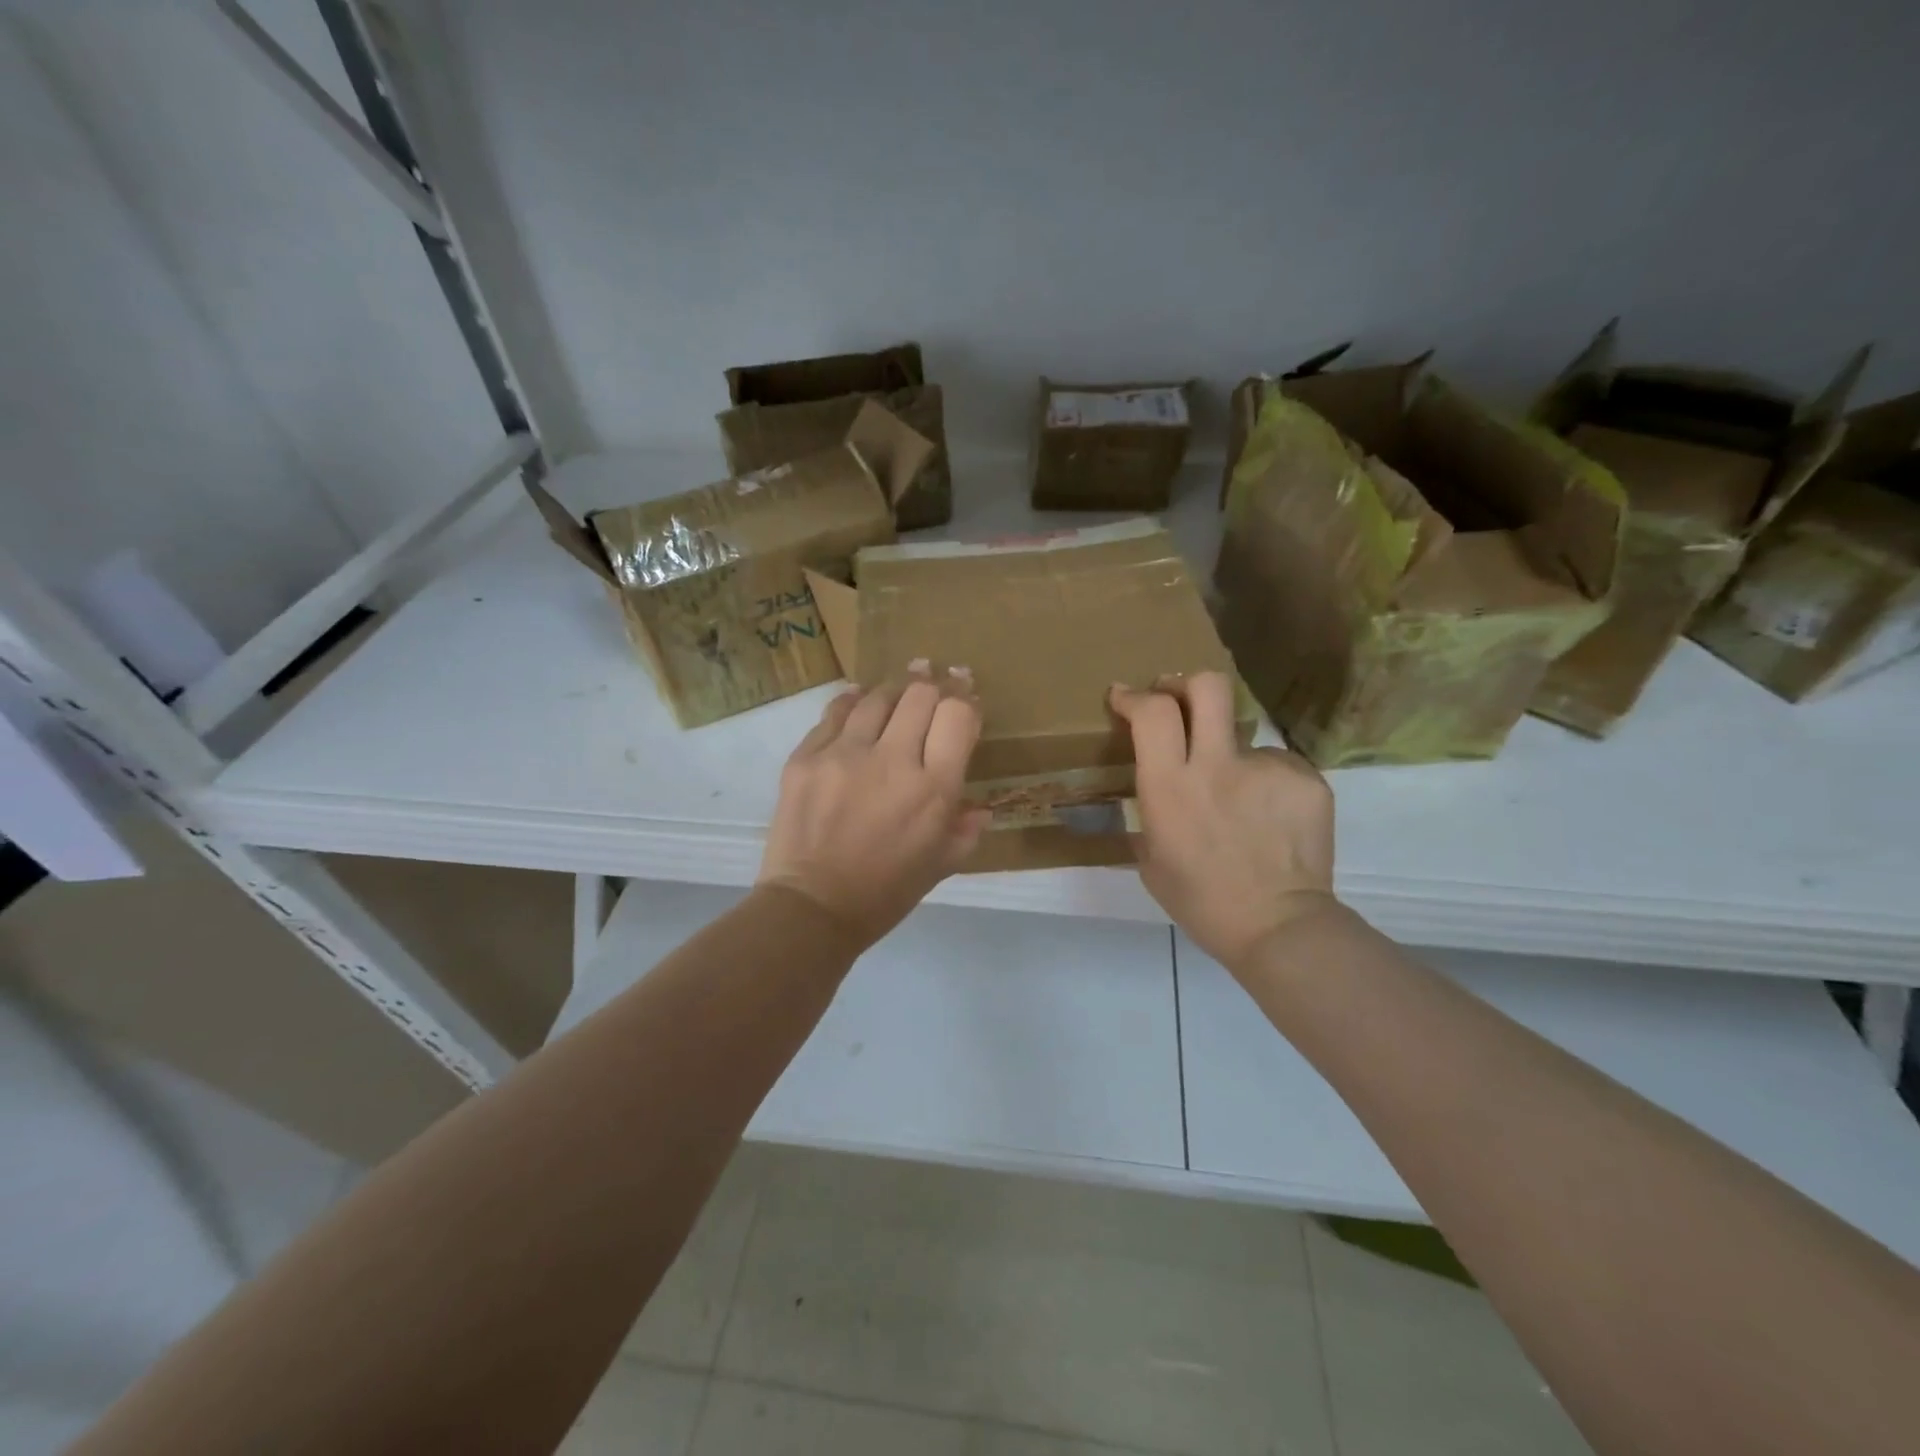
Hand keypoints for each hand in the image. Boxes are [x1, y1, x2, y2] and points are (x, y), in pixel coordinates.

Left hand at [759, 667, 988, 948]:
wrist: (811, 908)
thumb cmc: (885, 893)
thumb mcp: (940, 866)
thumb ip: (965, 830)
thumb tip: (982, 807)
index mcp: (934, 790)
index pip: (958, 716)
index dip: (966, 700)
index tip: (966, 698)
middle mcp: (893, 761)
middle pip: (921, 694)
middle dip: (935, 685)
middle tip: (937, 680)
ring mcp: (844, 754)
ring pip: (878, 696)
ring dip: (895, 690)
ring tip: (900, 691)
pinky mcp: (806, 757)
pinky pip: (835, 712)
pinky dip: (853, 702)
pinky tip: (859, 700)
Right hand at [1108, 672, 1337, 969]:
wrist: (1279, 927)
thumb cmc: (1200, 902)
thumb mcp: (1151, 857)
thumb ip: (1151, 810)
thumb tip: (1159, 785)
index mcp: (1170, 787)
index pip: (1153, 712)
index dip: (1135, 696)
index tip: (1125, 697)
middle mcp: (1218, 765)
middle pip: (1207, 686)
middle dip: (1186, 684)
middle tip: (1178, 699)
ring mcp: (1267, 769)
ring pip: (1243, 735)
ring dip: (1232, 755)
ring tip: (1241, 802)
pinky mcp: (1307, 779)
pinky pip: (1277, 766)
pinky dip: (1267, 784)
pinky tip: (1270, 819)